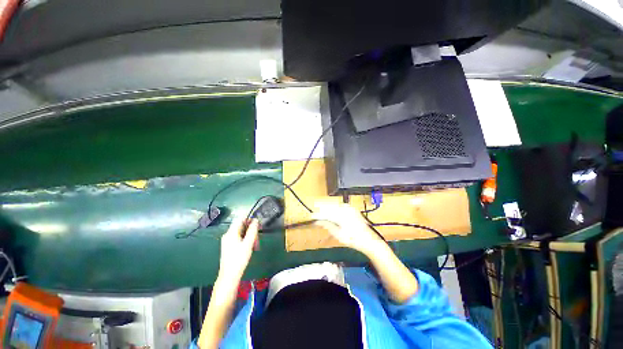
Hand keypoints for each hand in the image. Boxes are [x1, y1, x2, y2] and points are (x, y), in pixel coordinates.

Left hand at [217, 218, 258, 282]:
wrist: (229, 276)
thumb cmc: (239, 259)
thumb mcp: (248, 244)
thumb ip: (252, 231)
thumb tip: (256, 220)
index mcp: (231, 233)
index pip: (240, 219)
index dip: (250, 219)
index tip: (258, 224)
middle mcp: (228, 235)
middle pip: (241, 226)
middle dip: (251, 230)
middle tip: (257, 239)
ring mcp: (227, 241)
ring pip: (241, 233)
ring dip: (250, 236)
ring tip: (255, 245)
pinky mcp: (229, 247)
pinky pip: (239, 239)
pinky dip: (246, 241)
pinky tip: (250, 248)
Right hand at [312, 203, 384, 255]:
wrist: (369, 240)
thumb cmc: (353, 239)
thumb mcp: (338, 234)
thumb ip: (327, 225)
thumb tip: (318, 221)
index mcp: (342, 214)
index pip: (326, 212)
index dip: (318, 214)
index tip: (311, 217)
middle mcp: (346, 208)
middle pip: (330, 207)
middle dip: (322, 210)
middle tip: (315, 216)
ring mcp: (350, 208)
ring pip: (335, 206)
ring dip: (327, 209)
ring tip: (321, 215)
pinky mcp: (352, 209)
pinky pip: (340, 207)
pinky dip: (334, 209)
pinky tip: (331, 213)